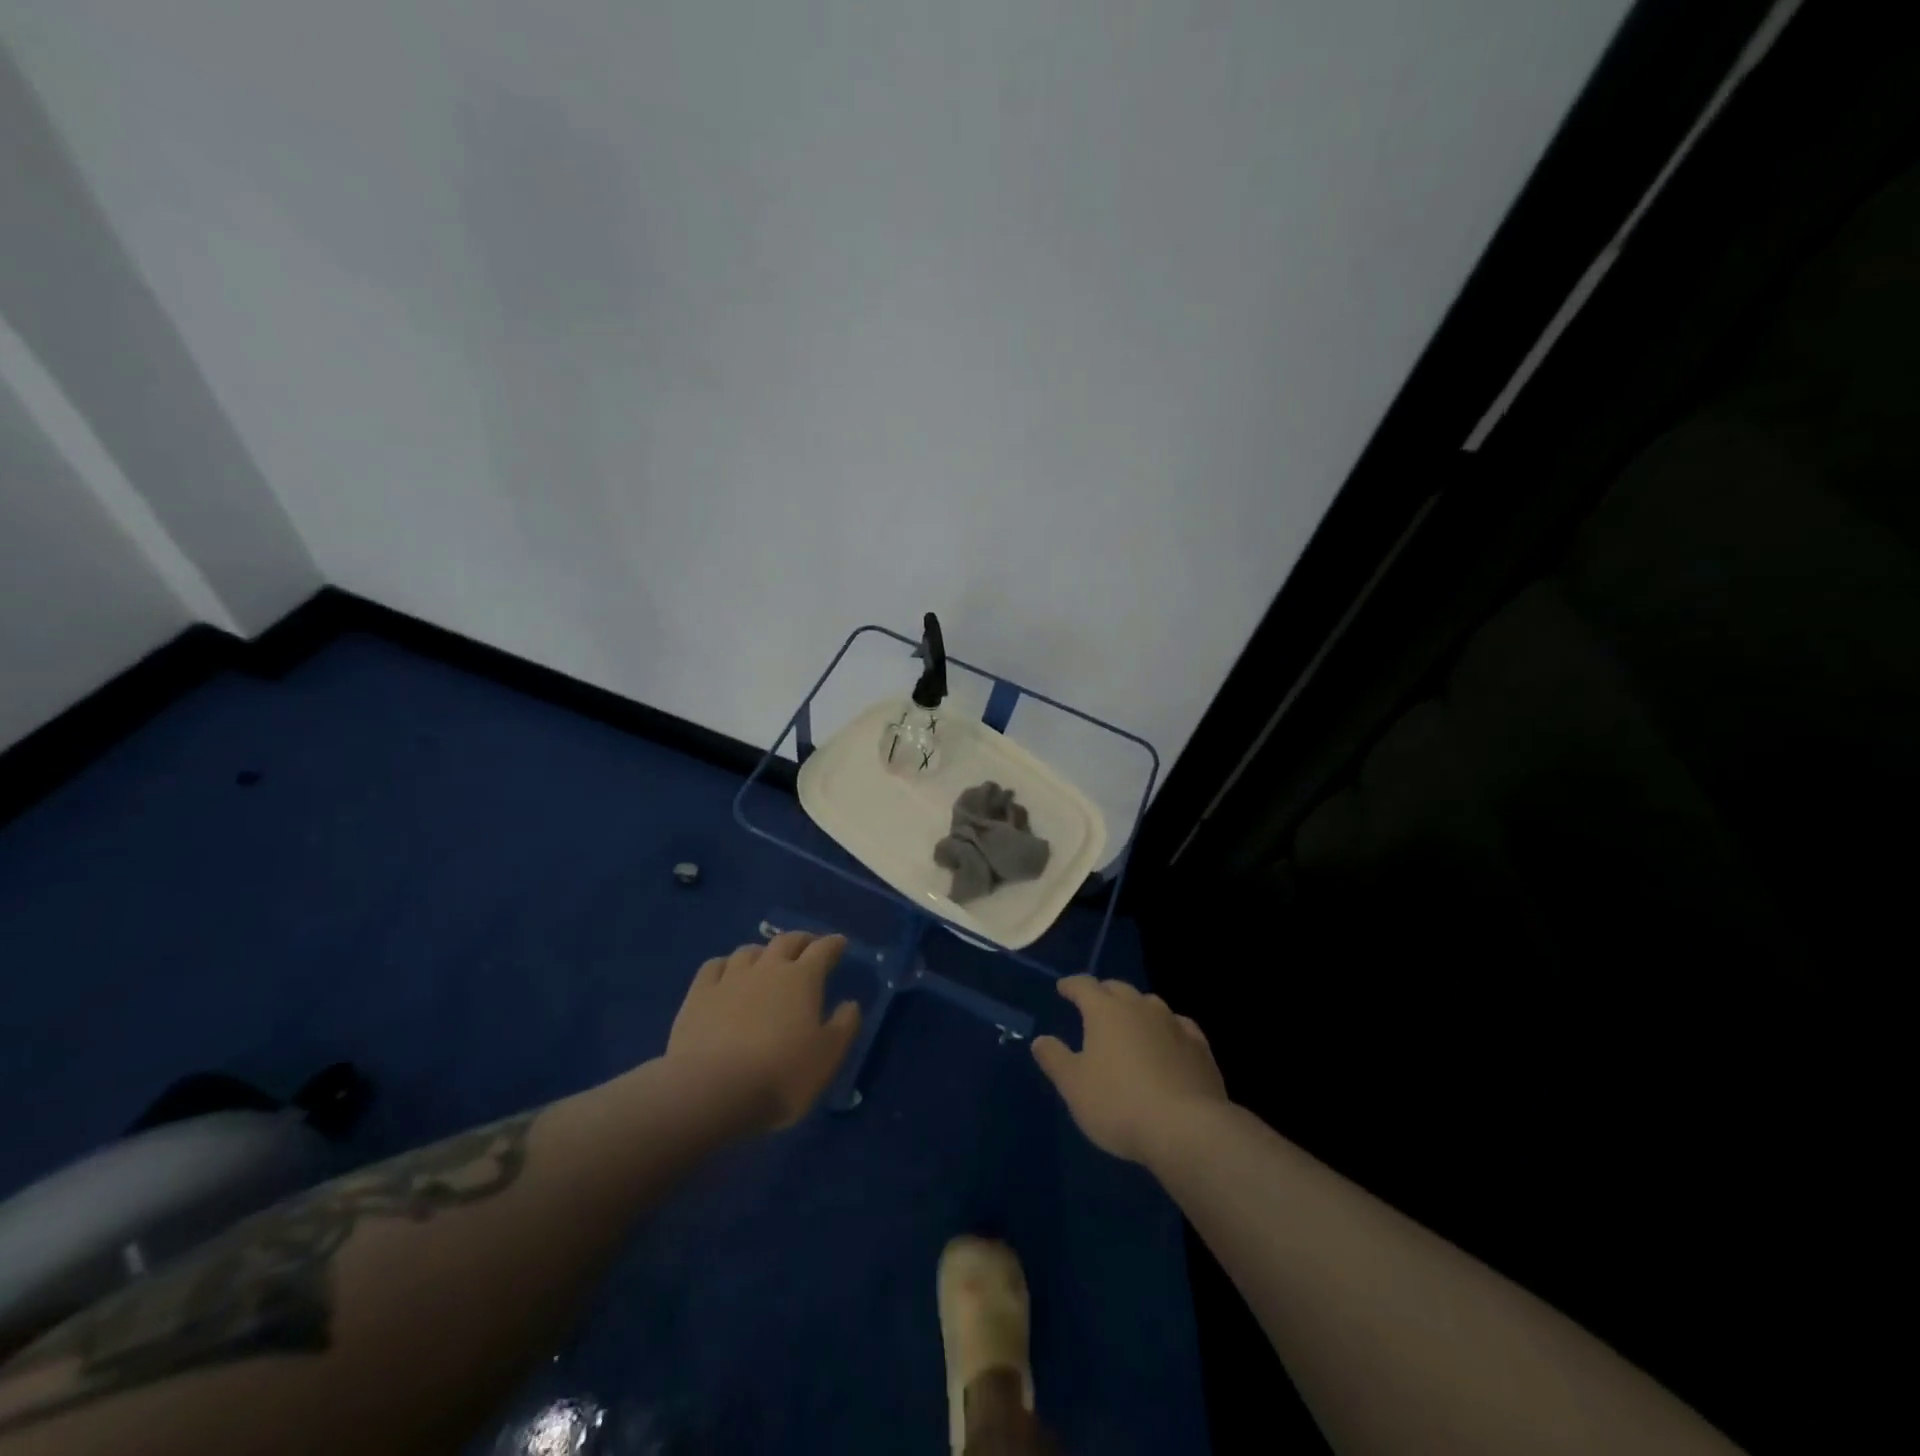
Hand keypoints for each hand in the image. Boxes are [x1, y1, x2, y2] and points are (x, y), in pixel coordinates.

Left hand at [666, 932, 861, 1131]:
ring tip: (766, 961)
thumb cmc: (781, 1074)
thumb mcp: (827, 1056)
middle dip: (801, 940)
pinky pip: (714, 966)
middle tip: (808, 946)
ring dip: (763, 951)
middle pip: (786, 941)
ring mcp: (730, 978)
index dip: (834, 944)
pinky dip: (725, 965)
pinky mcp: (698, 995)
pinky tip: (726, 974)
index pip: (823, 950)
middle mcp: (767, 968)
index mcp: (802, 979)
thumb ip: (843, 1026)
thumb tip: (850, 1004)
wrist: (712, 1090)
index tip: (841, 943)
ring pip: (749, 951)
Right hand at [1031, 976, 1226, 1165]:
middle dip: (1103, 993)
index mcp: (1105, 1011)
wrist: (1187, 1129)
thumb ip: (1055, 1059)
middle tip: (1093, 1004)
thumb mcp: (1074, 1086)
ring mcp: (1173, 1024)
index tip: (1063, 988)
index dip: (1072, 985)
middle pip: (1118, 989)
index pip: (1084, 986)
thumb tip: (1041, 1039)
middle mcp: (1140, 1007)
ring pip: (1150, 1004)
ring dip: (1136, 1009)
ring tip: (1129, 1023)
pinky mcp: (1200, 1047)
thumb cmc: (1119, 1104)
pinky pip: (1179, 1026)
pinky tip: (1169, 1041)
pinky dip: (1167, 1028)